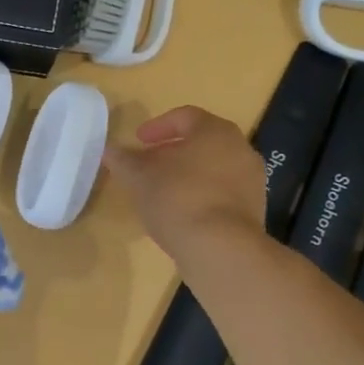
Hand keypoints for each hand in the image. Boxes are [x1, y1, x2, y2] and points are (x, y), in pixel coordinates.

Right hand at [103, 106, 265, 263]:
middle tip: (146, 166)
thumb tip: (110, 150)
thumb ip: (123, 160)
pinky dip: (200, 195)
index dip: (157, 126)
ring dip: (186, 175)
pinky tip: (181, 213)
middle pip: (201, 143)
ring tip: (161, 192)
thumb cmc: (178, 199)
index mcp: (215, 131)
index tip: (138, 141)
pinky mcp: (253, 209)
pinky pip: (221, 192)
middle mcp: (240, 149)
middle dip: (171, 152)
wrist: (220, 248)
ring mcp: (251, 180)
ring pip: (212, 168)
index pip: (185, 116)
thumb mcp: (139, 178)